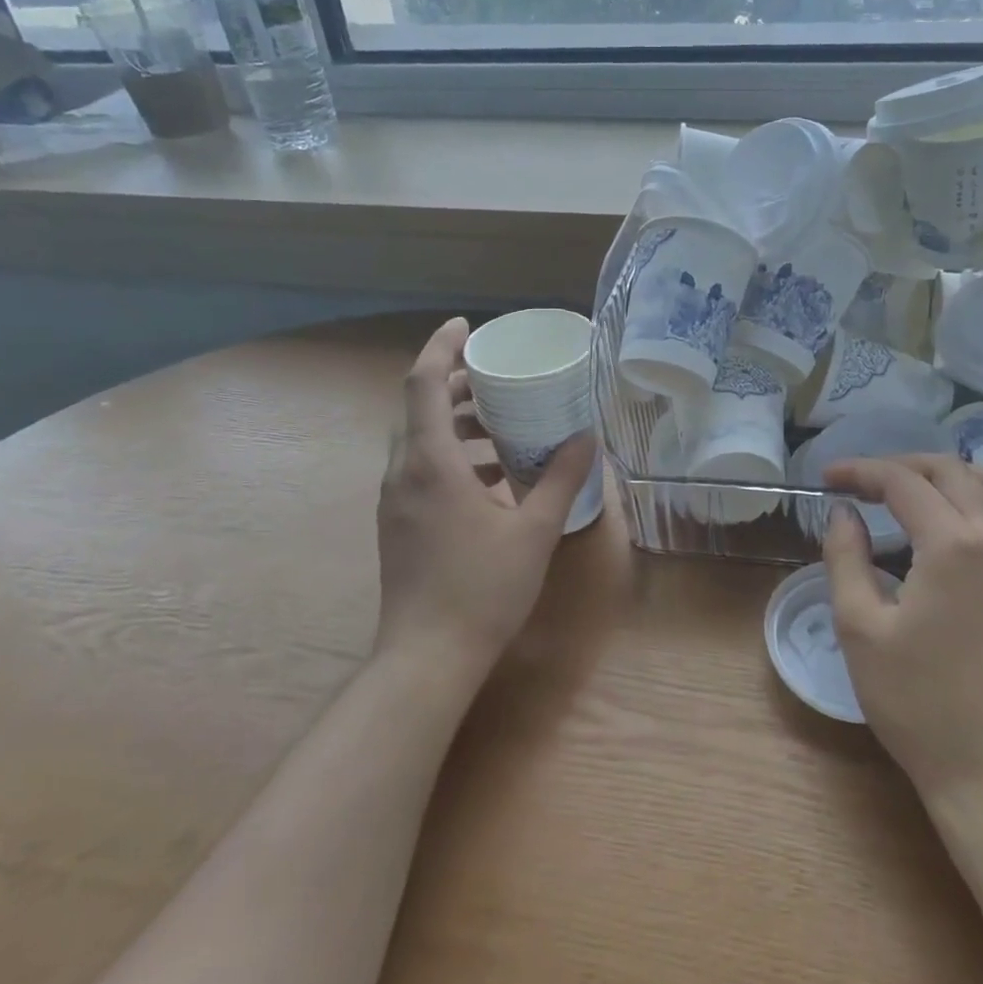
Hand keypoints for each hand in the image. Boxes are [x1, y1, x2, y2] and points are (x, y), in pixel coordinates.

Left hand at [376, 318, 596, 678]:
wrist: (427, 657)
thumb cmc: (482, 589)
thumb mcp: (534, 530)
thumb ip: (562, 478)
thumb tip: (587, 438)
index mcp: (430, 463)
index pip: (422, 383)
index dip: (441, 346)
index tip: (467, 325)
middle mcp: (403, 472)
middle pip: (418, 407)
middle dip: (454, 383)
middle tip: (496, 375)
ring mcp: (395, 500)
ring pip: (418, 440)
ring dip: (455, 422)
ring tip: (502, 425)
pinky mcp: (398, 523)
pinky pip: (421, 469)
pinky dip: (452, 456)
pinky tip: (492, 477)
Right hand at [821, 455, 982, 803]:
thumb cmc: (915, 702)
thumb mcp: (859, 627)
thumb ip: (845, 556)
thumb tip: (844, 511)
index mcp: (951, 545)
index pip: (901, 482)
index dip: (860, 472)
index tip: (829, 478)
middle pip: (951, 471)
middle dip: (901, 467)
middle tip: (865, 484)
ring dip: (955, 473)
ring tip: (920, 489)